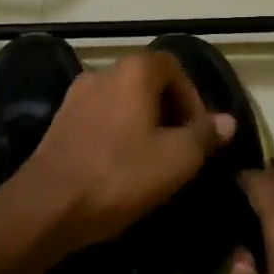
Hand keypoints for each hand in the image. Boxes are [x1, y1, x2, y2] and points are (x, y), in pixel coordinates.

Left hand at [16, 51, 235, 255]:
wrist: (46, 206)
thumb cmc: (119, 176)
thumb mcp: (175, 160)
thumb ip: (204, 135)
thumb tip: (227, 121)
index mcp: (133, 72)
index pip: (174, 67)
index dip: (193, 97)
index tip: (200, 132)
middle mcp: (103, 73)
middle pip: (147, 82)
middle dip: (170, 111)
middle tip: (182, 147)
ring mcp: (76, 96)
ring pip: (123, 101)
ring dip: (144, 123)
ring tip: (155, 159)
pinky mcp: (59, 121)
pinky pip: (101, 117)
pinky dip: (119, 132)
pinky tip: (122, 165)